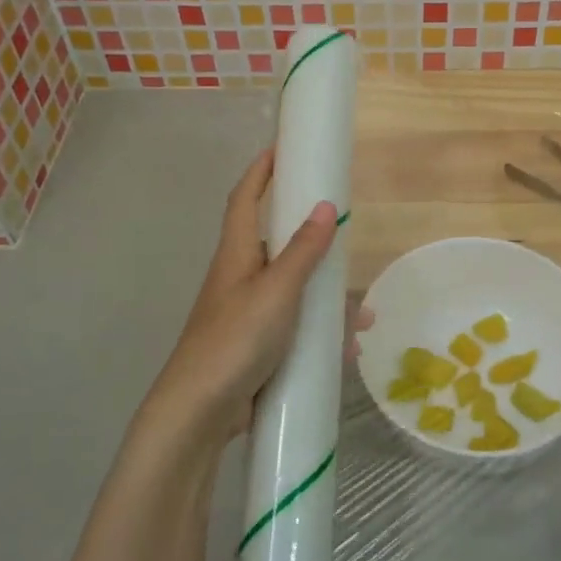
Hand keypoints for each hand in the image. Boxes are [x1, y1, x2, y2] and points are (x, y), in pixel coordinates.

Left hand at [143, 149, 337, 453]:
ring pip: (293, 292)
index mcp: (236, 255)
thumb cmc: (235, 340)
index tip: (281, 148)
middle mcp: (239, 278)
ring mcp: (247, 314)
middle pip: (275, 245)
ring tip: (361, 314)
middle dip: (310, 239)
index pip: (244, 199)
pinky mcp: (256, 347)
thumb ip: (303, 251)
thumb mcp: (276, 291)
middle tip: (342, 236)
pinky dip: (320, 333)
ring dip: (325, 297)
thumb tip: (325, 205)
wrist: (200, 412)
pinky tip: (346, 350)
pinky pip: (295, 328)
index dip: (260, 171)